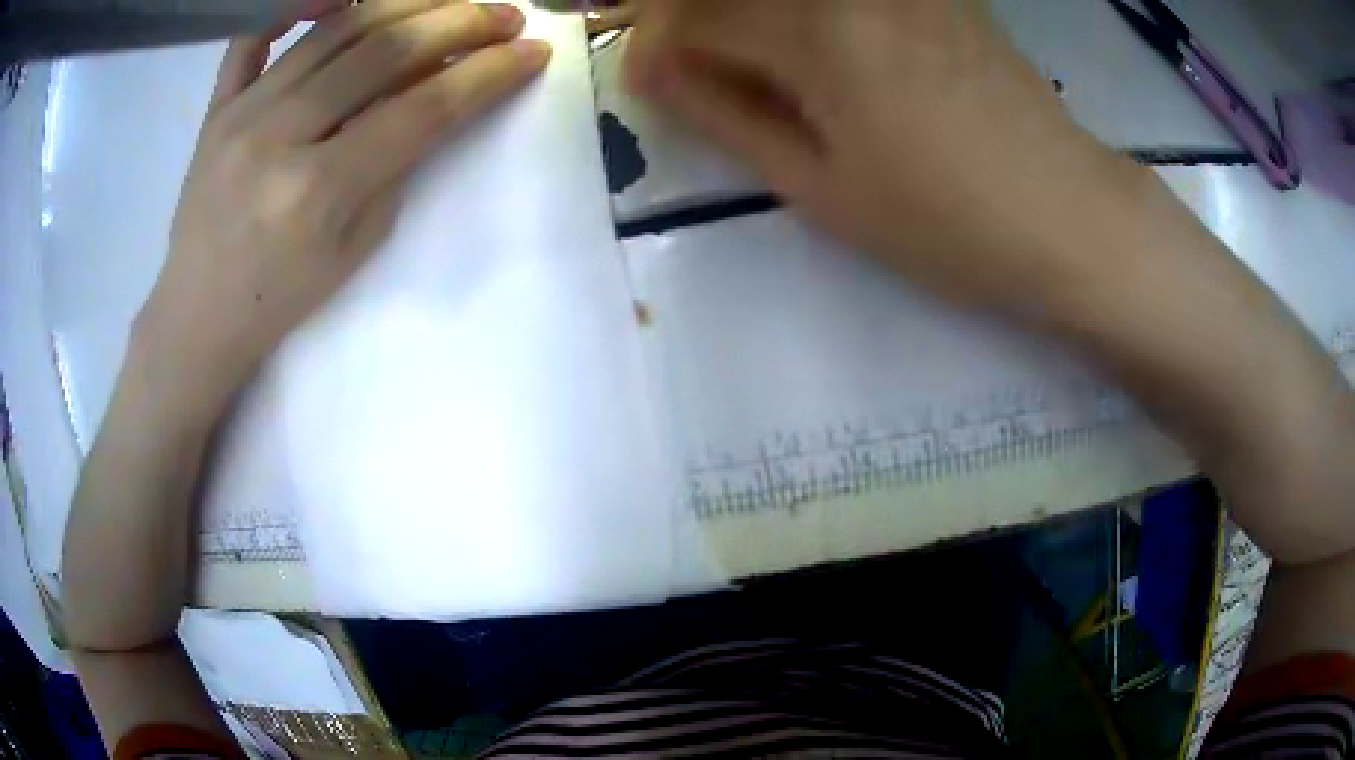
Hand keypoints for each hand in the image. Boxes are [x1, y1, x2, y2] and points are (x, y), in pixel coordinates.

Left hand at [134, 0, 549, 412]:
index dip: (487, 74)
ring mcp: (241, 113)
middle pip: (384, 49)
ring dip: (407, 2)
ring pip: (336, 27)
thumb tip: (439, 97)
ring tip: (450, 2)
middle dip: (460, 22)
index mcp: (317, 191)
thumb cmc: (280, 298)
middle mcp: (278, 136)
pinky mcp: (217, 105)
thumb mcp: (355, 250)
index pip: (421, 108)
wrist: (197, 315)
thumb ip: (397, 165)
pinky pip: (254, 35)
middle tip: (505, 16)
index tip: (533, 52)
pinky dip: (299, 3)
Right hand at [625, 0, 1142, 311]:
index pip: (695, 15)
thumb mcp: (820, 186)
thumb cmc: (945, 223)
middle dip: (689, 18)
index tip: (651, 84)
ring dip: (746, 13)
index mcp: (816, 33)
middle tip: (689, 67)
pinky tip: (814, 45)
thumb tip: (656, 74)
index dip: (657, 46)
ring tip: (750, 65)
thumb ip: (728, 116)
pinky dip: (804, 9)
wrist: (1066, 215)